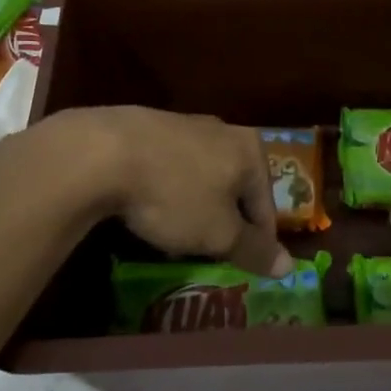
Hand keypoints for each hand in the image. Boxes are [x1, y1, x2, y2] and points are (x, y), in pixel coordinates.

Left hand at [38, 107, 292, 275]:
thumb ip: (254, 249)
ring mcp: (183, 124)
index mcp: (250, 150)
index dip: (259, 240)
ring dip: (195, 205)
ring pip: (201, 175)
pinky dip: (167, 189)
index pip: (267, 205)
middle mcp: (222, 130)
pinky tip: (148, 209)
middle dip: (225, 220)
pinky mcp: (146, 126)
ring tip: (177, 235)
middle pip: (235, 186)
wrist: (102, 153)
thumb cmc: (175, 195)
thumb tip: (289, 267)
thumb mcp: (219, 234)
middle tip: (211, 252)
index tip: (246, 266)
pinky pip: (169, 166)